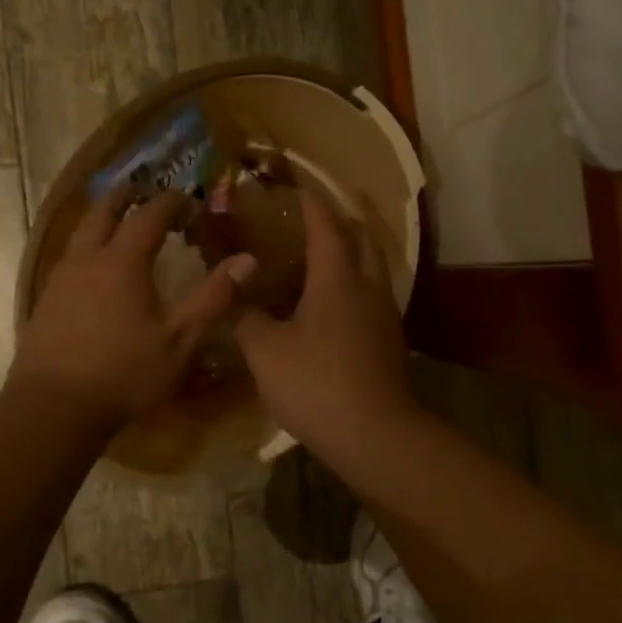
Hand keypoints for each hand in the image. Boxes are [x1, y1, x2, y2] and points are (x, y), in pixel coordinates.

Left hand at [13, 189, 255, 424]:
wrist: (54, 406)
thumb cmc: (124, 372)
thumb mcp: (180, 340)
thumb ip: (214, 298)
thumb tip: (249, 260)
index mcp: (123, 262)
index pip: (148, 216)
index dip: (169, 202)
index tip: (185, 196)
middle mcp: (87, 260)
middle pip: (102, 212)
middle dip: (124, 197)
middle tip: (140, 189)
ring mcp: (60, 279)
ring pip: (79, 234)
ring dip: (100, 219)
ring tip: (115, 220)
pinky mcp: (45, 301)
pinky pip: (67, 258)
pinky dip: (84, 246)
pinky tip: (91, 267)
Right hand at [235, 189, 418, 460]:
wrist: (374, 434)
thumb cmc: (315, 382)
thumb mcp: (265, 350)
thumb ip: (245, 316)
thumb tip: (231, 292)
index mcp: (337, 278)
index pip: (325, 226)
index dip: (310, 204)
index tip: (295, 188)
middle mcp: (367, 287)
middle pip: (361, 239)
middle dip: (340, 222)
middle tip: (312, 220)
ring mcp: (384, 315)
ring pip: (372, 268)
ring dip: (351, 254)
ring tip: (321, 258)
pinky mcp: (390, 341)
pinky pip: (372, 296)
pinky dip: (354, 286)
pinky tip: (333, 306)